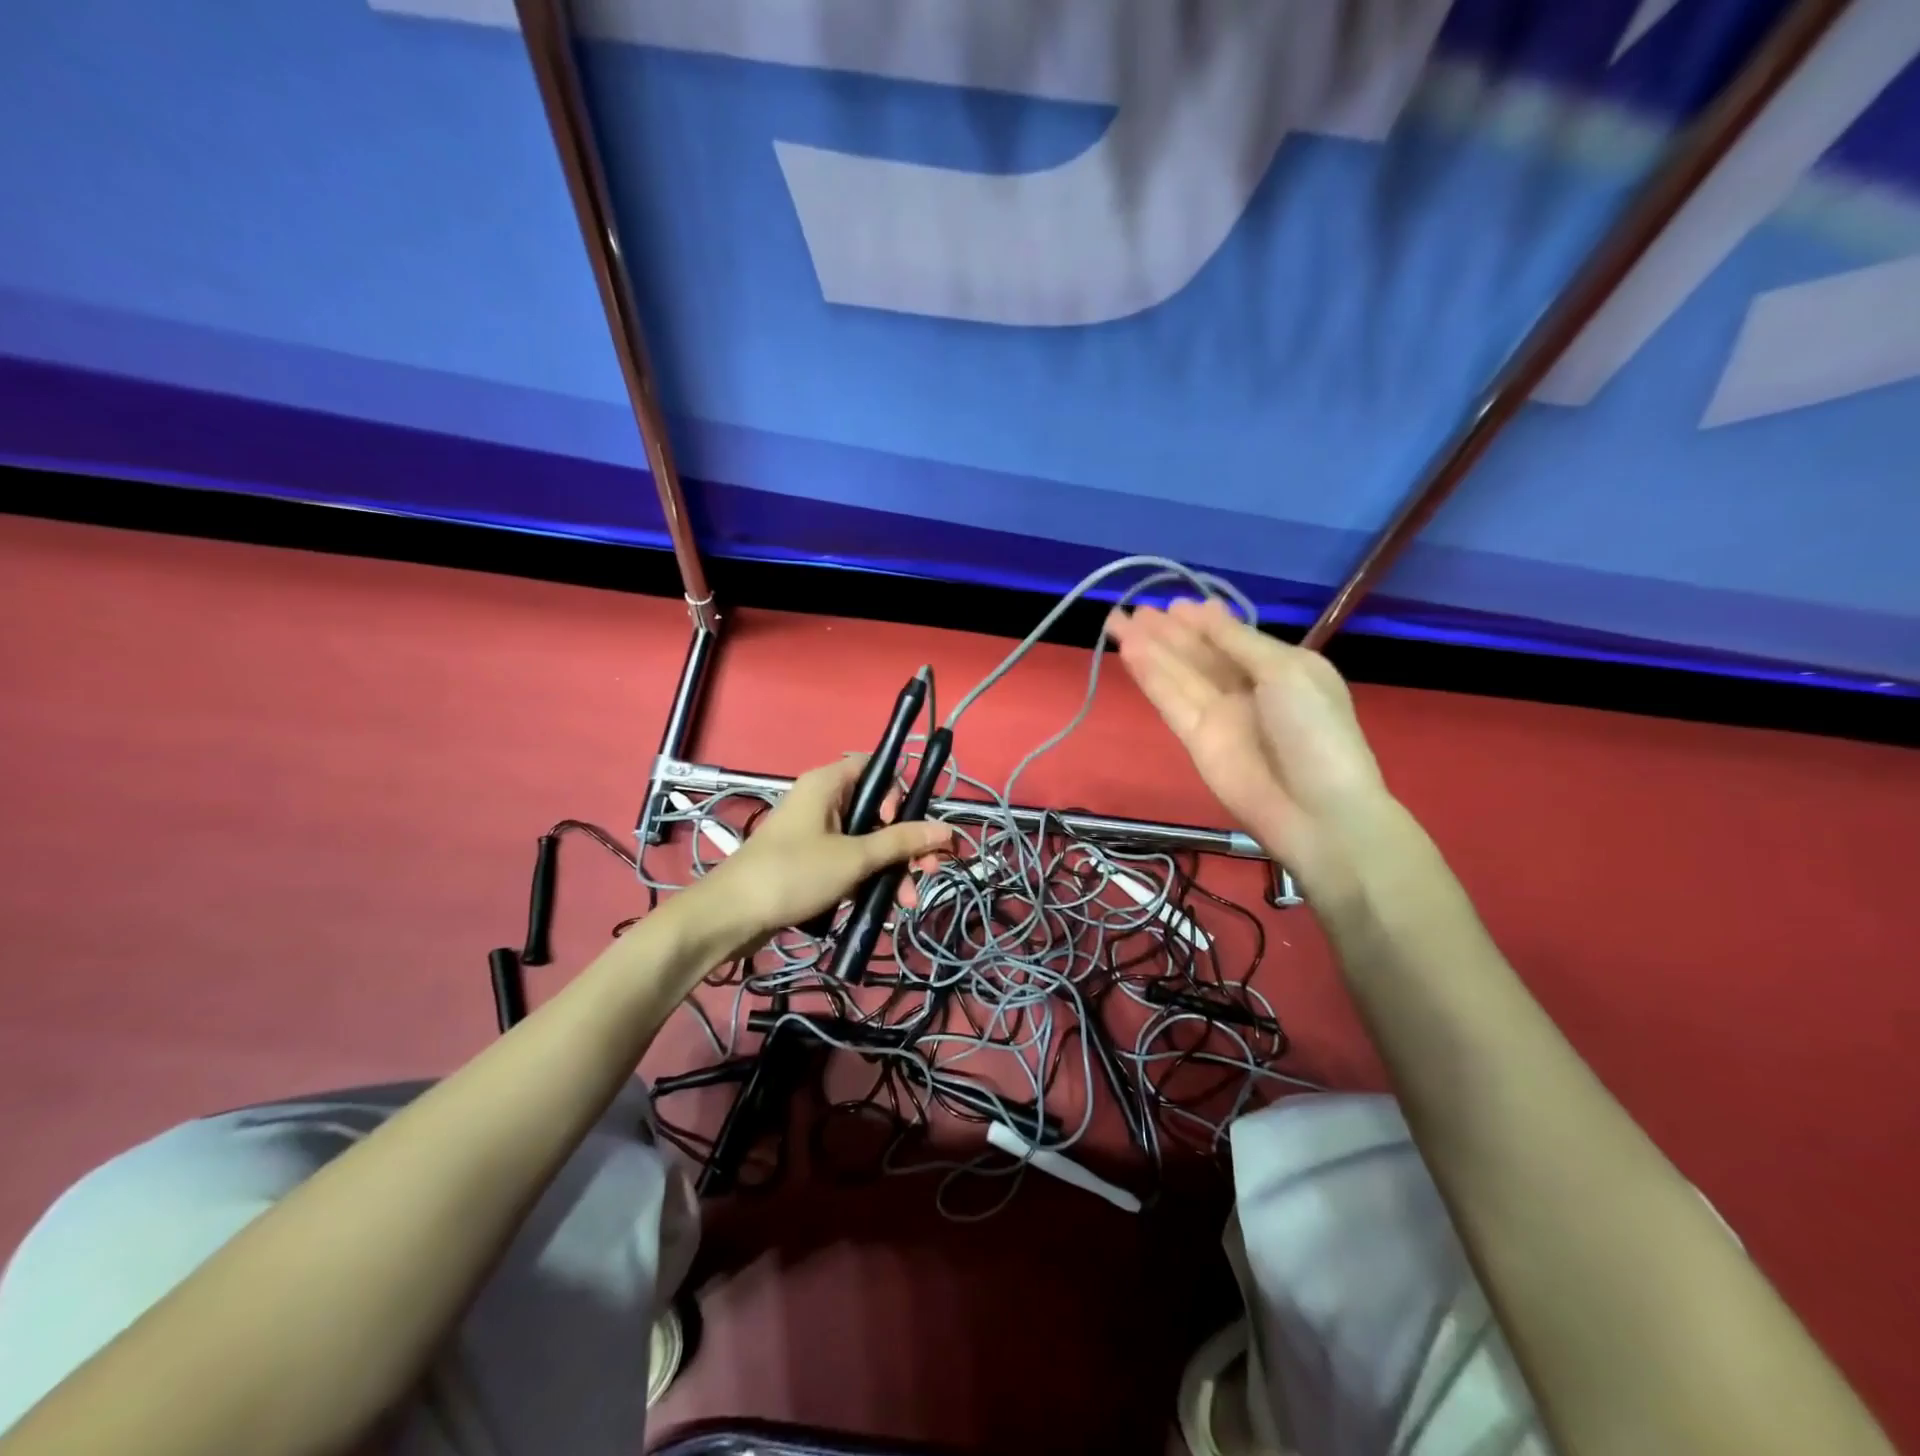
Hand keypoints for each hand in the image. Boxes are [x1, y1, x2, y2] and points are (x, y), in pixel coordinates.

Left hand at [675, 755, 953, 961]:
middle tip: (928, 870)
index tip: (901, 825)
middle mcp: (824, 801)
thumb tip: (948, 830)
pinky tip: (885, 905)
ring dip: (893, 867)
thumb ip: (902, 842)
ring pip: (868, 840)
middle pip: (878, 810)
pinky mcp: (812, 861)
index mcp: (828, 784)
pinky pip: (851, 860)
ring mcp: (817, 833)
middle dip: (906, 842)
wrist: (732, 916)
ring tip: (908, 901)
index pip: (877, 768)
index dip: (898, 793)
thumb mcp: (854, 858)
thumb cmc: (794, 874)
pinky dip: (870, 879)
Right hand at [1108, 597, 1395, 900]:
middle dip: (1166, 631)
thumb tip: (1205, 610)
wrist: (1316, 809)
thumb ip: (1238, 641)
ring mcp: (1218, 714)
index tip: (1172, 604)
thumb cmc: (1314, 730)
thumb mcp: (1286, 671)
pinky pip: (1169, 699)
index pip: (1231, 637)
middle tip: (1133, 610)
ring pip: (1176, 673)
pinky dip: (1150, 676)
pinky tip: (1129, 652)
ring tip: (1117, 621)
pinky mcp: (1194, 739)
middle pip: (1197, 653)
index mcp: (1279, 667)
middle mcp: (1245, 688)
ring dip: (1148, 648)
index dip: (1201, 621)